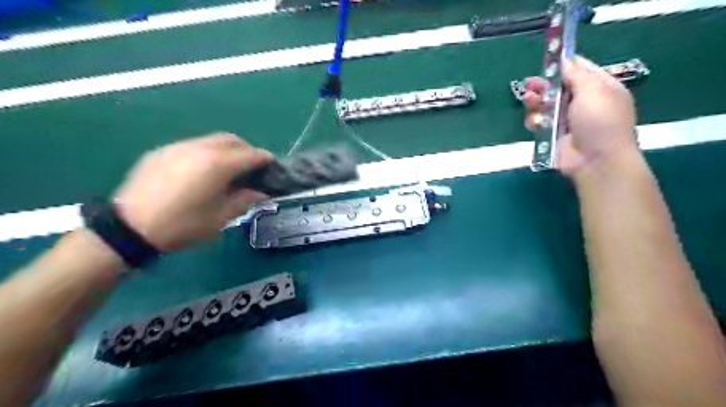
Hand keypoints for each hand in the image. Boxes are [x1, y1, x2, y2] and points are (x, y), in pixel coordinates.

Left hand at [113, 133, 271, 249]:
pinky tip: (202, 170)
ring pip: (211, 140)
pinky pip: (192, 146)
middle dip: (246, 149)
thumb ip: (244, 201)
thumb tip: (261, 193)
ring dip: (226, 149)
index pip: (250, 155)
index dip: (264, 158)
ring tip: (228, 167)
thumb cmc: (182, 225)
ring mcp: (178, 147)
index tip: (272, 164)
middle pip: (231, 139)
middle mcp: (199, 149)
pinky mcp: (161, 152)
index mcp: (217, 165)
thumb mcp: (220, 218)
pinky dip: (206, 152)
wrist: (129, 228)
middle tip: (252, 165)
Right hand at [526, 54, 636, 176]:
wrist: (595, 160)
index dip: (564, 63)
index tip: (548, 58)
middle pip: (558, 87)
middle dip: (544, 84)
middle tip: (529, 82)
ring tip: (529, 99)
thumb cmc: (600, 121)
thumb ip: (576, 74)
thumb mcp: (593, 90)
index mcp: (599, 88)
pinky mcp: (552, 134)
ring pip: (545, 105)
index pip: (580, 69)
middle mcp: (582, 102)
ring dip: (536, 101)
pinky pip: (539, 122)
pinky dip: (535, 120)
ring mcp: (566, 120)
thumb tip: (565, 61)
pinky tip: (534, 120)